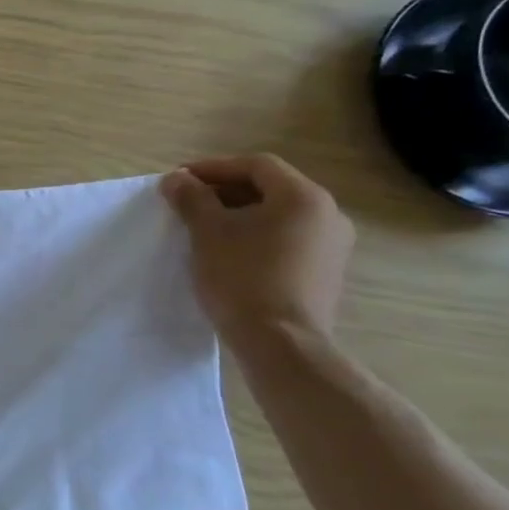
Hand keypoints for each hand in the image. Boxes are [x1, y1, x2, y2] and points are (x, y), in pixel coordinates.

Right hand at [159, 154, 353, 340]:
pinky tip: (230, 253)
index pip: (256, 166)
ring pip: (279, 216)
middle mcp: (329, 215)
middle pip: (270, 188)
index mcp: (303, 197)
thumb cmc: (243, 277)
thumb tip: (176, 179)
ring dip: (240, 215)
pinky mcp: (325, 274)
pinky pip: (287, 241)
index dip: (214, 168)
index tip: (180, 180)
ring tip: (204, 228)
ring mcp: (332, 247)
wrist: (281, 344)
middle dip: (225, 191)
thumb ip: (192, 198)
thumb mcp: (208, 232)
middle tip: (188, 202)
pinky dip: (257, 237)